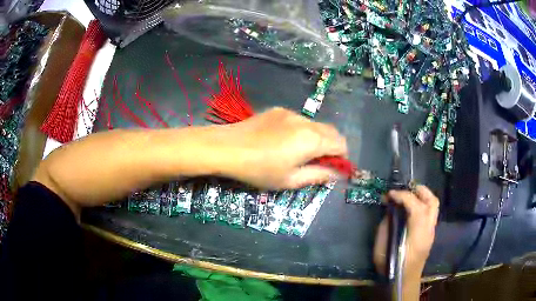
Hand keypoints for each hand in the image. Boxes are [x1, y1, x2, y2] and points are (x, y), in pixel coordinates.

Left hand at [219, 107, 347, 188]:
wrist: (227, 147)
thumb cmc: (259, 169)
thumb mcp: (289, 180)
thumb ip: (317, 175)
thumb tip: (335, 174)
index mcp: (313, 139)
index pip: (341, 144)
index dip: (342, 157)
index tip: (334, 168)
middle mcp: (306, 122)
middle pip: (332, 131)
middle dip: (332, 147)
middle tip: (319, 163)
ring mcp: (291, 113)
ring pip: (315, 125)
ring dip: (317, 138)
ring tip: (300, 153)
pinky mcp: (278, 110)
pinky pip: (299, 120)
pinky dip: (302, 131)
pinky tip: (283, 141)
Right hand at [373, 186, 438, 286]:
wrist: (404, 281)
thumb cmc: (392, 268)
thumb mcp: (382, 249)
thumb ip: (386, 227)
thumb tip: (390, 211)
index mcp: (417, 235)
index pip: (416, 206)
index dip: (402, 196)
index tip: (389, 194)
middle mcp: (429, 230)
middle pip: (432, 202)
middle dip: (419, 190)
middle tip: (405, 188)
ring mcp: (432, 232)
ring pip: (434, 205)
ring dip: (423, 196)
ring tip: (409, 194)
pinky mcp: (430, 234)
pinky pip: (430, 212)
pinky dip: (422, 204)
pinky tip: (411, 208)